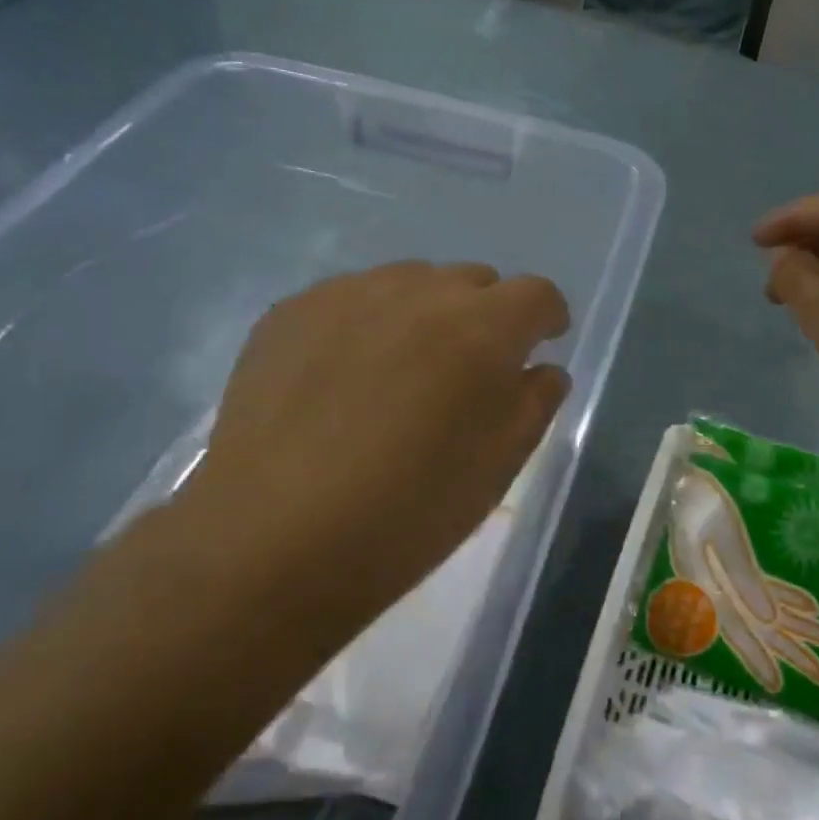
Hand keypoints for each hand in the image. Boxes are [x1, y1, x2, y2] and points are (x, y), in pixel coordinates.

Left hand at [170, 261, 569, 644]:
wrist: (273, 539)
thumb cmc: (408, 513)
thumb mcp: (499, 466)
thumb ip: (535, 403)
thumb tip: (540, 369)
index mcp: (481, 329)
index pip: (536, 294)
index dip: (545, 319)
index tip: (538, 346)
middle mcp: (418, 292)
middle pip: (473, 281)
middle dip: (484, 316)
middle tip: (465, 372)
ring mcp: (347, 294)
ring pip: (410, 282)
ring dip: (424, 314)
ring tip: (401, 373)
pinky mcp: (290, 311)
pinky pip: (351, 299)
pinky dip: (366, 324)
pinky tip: (343, 378)